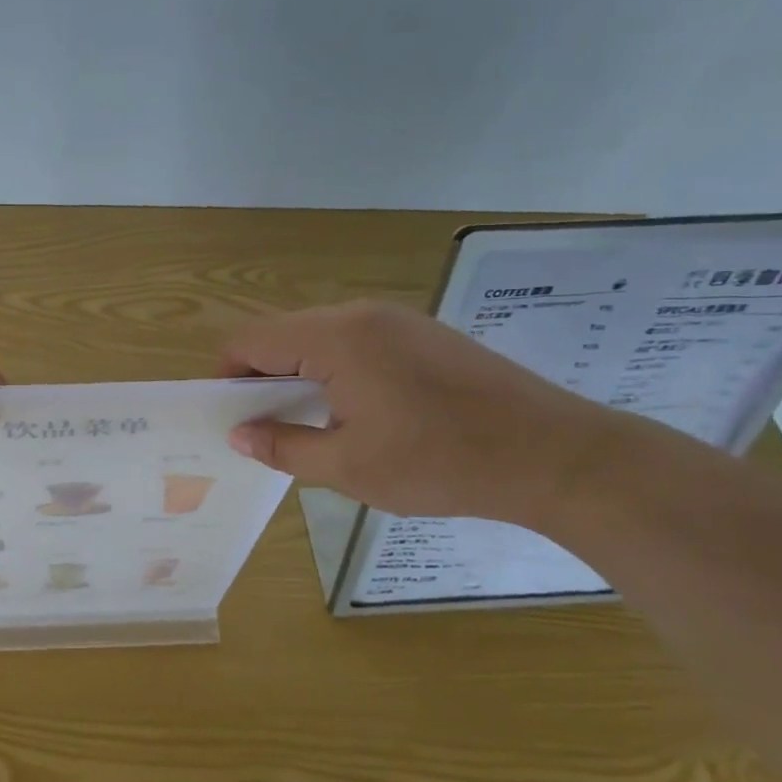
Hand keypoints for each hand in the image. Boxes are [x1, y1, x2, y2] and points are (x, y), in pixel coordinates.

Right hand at [223, 301, 621, 524]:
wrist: (554, 455)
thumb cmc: (440, 463)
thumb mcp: (349, 466)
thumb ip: (284, 446)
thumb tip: (239, 435)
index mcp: (337, 338)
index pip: (252, 340)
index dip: (227, 374)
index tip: (227, 416)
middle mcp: (362, 314)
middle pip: (284, 333)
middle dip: (262, 376)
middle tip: (264, 427)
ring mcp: (398, 320)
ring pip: (321, 336)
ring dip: (300, 373)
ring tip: (308, 423)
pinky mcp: (424, 334)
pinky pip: (357, 341)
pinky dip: (335, 369)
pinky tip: (355, 412)